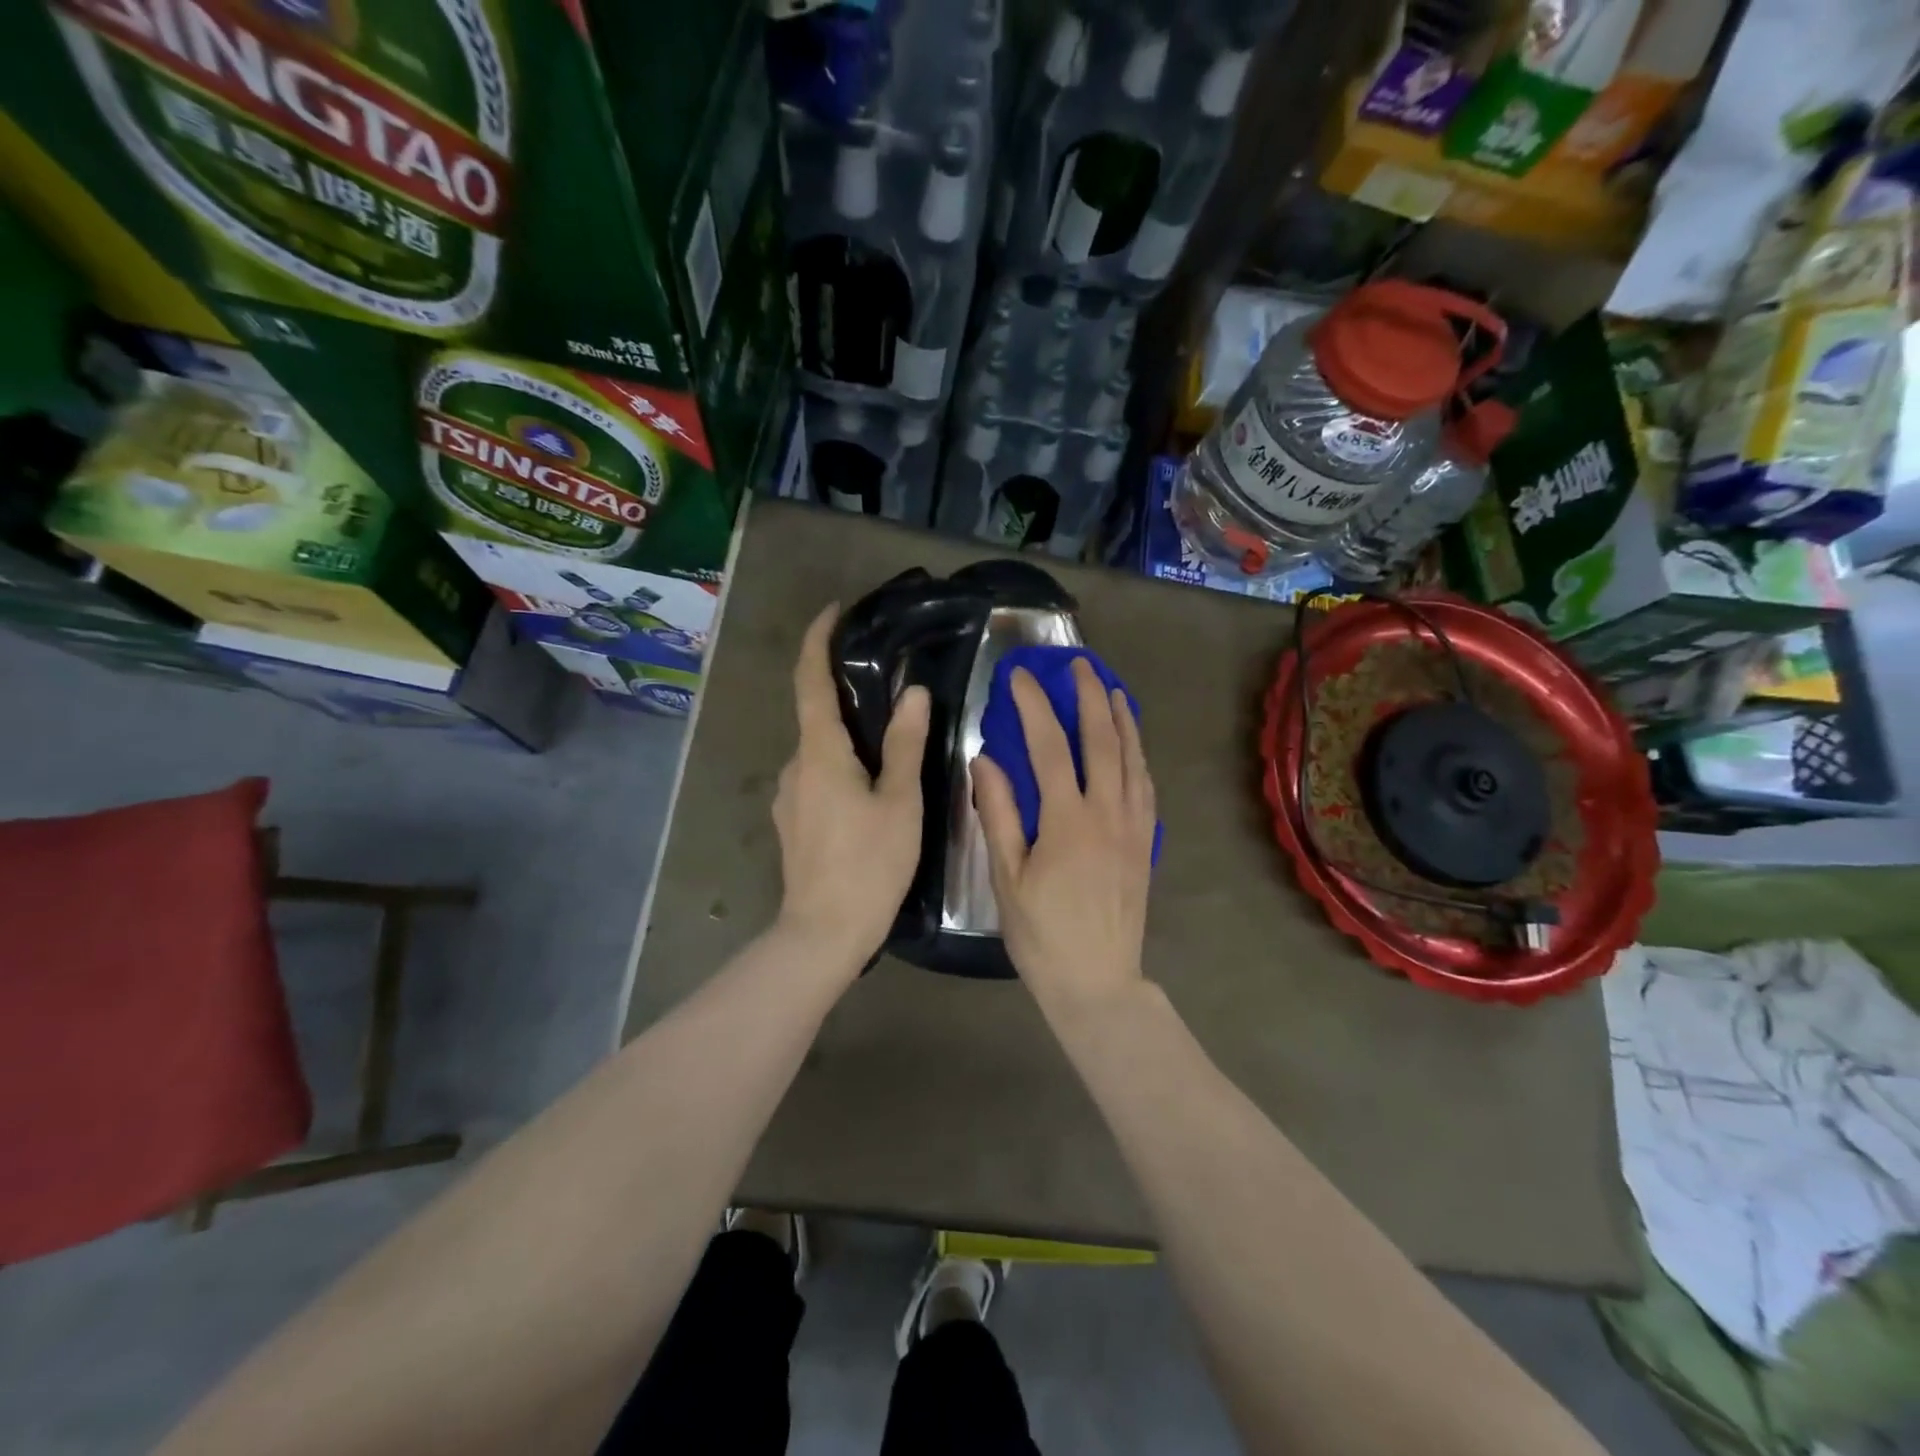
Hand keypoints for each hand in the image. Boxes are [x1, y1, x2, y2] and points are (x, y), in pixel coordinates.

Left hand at [772, 604, 930, 973]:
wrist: (823, 933)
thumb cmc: (869, 865)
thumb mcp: (899, 802)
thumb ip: (904, 744)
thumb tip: (912, 693)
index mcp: (820, 753)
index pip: (809, 680)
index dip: (817, 640)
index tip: (833, 611)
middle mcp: (795, 766)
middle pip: (816, 716)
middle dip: (845, 695)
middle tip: (889, 691)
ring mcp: (789, 796)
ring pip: (820, 751)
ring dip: (848, 738)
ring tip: (890, 747)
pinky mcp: (793, 821)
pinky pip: (818, 777)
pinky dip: (841, 766)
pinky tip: (871, 790)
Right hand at [971, 659, 1157, 1016]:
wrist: (1098, 981)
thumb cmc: (1043, 935)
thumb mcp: (1008, 878)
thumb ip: (999, 814)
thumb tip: (985, 760)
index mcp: (1068, 821)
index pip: (1050, 746)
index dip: (1035, 705)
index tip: (1020, 676)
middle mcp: (1108, 814)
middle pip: (1103, 740)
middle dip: (1090, 696)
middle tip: (1079, 664)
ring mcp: (1134, 827)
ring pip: (1133, 759)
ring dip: (1123, 719)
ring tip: (1113, 689)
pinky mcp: (1146, 844)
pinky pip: (1146, 787)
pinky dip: (1139, 757)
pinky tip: (1132, 747)